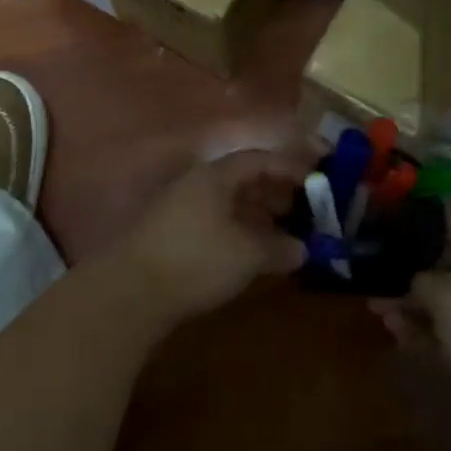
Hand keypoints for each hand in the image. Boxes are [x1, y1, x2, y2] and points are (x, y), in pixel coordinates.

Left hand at [117, 147, 311, 322]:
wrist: (131, 291)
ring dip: (259, 212)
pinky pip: (218, 220)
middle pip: (244, 178)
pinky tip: (255, 249)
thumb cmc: (196, 261)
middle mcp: (198, 184)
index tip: (318, 176)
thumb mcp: (246, 255)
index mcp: (216, 176)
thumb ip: (279, 248)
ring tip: (286, 230)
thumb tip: (304, 249)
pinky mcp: (174, 233)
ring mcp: (182, 207)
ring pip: (230, 201)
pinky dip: (241, 228)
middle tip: (306, 206)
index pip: (260, 159)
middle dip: (277, 190)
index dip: (291, 166)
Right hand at [371, 214, 450, 426]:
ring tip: (374, 299)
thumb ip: (424, 279)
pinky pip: (439, 337)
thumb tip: (411, 280)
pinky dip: (417, 331)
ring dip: (409, 302)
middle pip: (449, 267)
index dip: (436, 216)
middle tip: (378, 259)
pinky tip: (391, 327)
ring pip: (441, 305)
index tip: (400, 211)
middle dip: (413, 265)